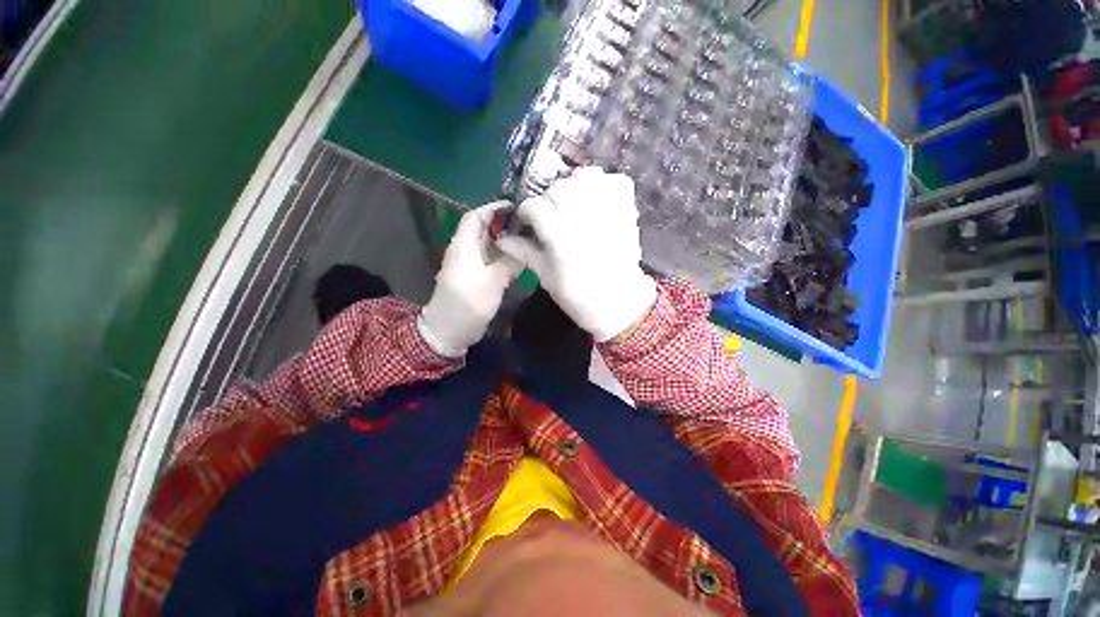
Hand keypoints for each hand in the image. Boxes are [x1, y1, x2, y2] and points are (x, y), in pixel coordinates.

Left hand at [418, 201, 522, 356]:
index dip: (494, 209)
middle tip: (530, 224)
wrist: (450, 330)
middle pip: (484, 230)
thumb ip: (510, 263)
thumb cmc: (468, 303)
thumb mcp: (493, 281)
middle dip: (505, 224)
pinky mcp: (476, 277)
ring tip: (529, 238)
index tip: (516, 208)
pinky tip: (521, 258)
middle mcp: (466, 251)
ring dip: (506, 241)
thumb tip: (526, 249)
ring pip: (489, 245)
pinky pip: (491, 260)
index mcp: (464, 246)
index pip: (476, 217)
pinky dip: (505, 256)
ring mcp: (471, 265)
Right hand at [498, 167, 656, 341]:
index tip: (527, 220)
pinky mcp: (627, 213)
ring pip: (588, 176)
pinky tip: (597, 199)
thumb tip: (502, 238)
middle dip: (548, 197)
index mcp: (561, 239)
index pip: (536, 206)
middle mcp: (584, 220)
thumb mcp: (547, 277)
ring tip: (574, 201)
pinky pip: (618, 181)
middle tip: (551, 213)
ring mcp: (608, 213)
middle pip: (559, 188)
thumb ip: (525, 253)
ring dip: (576, 184)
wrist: (618, 303)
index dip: (526, 211)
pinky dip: (606, 183)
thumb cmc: (578, 296)